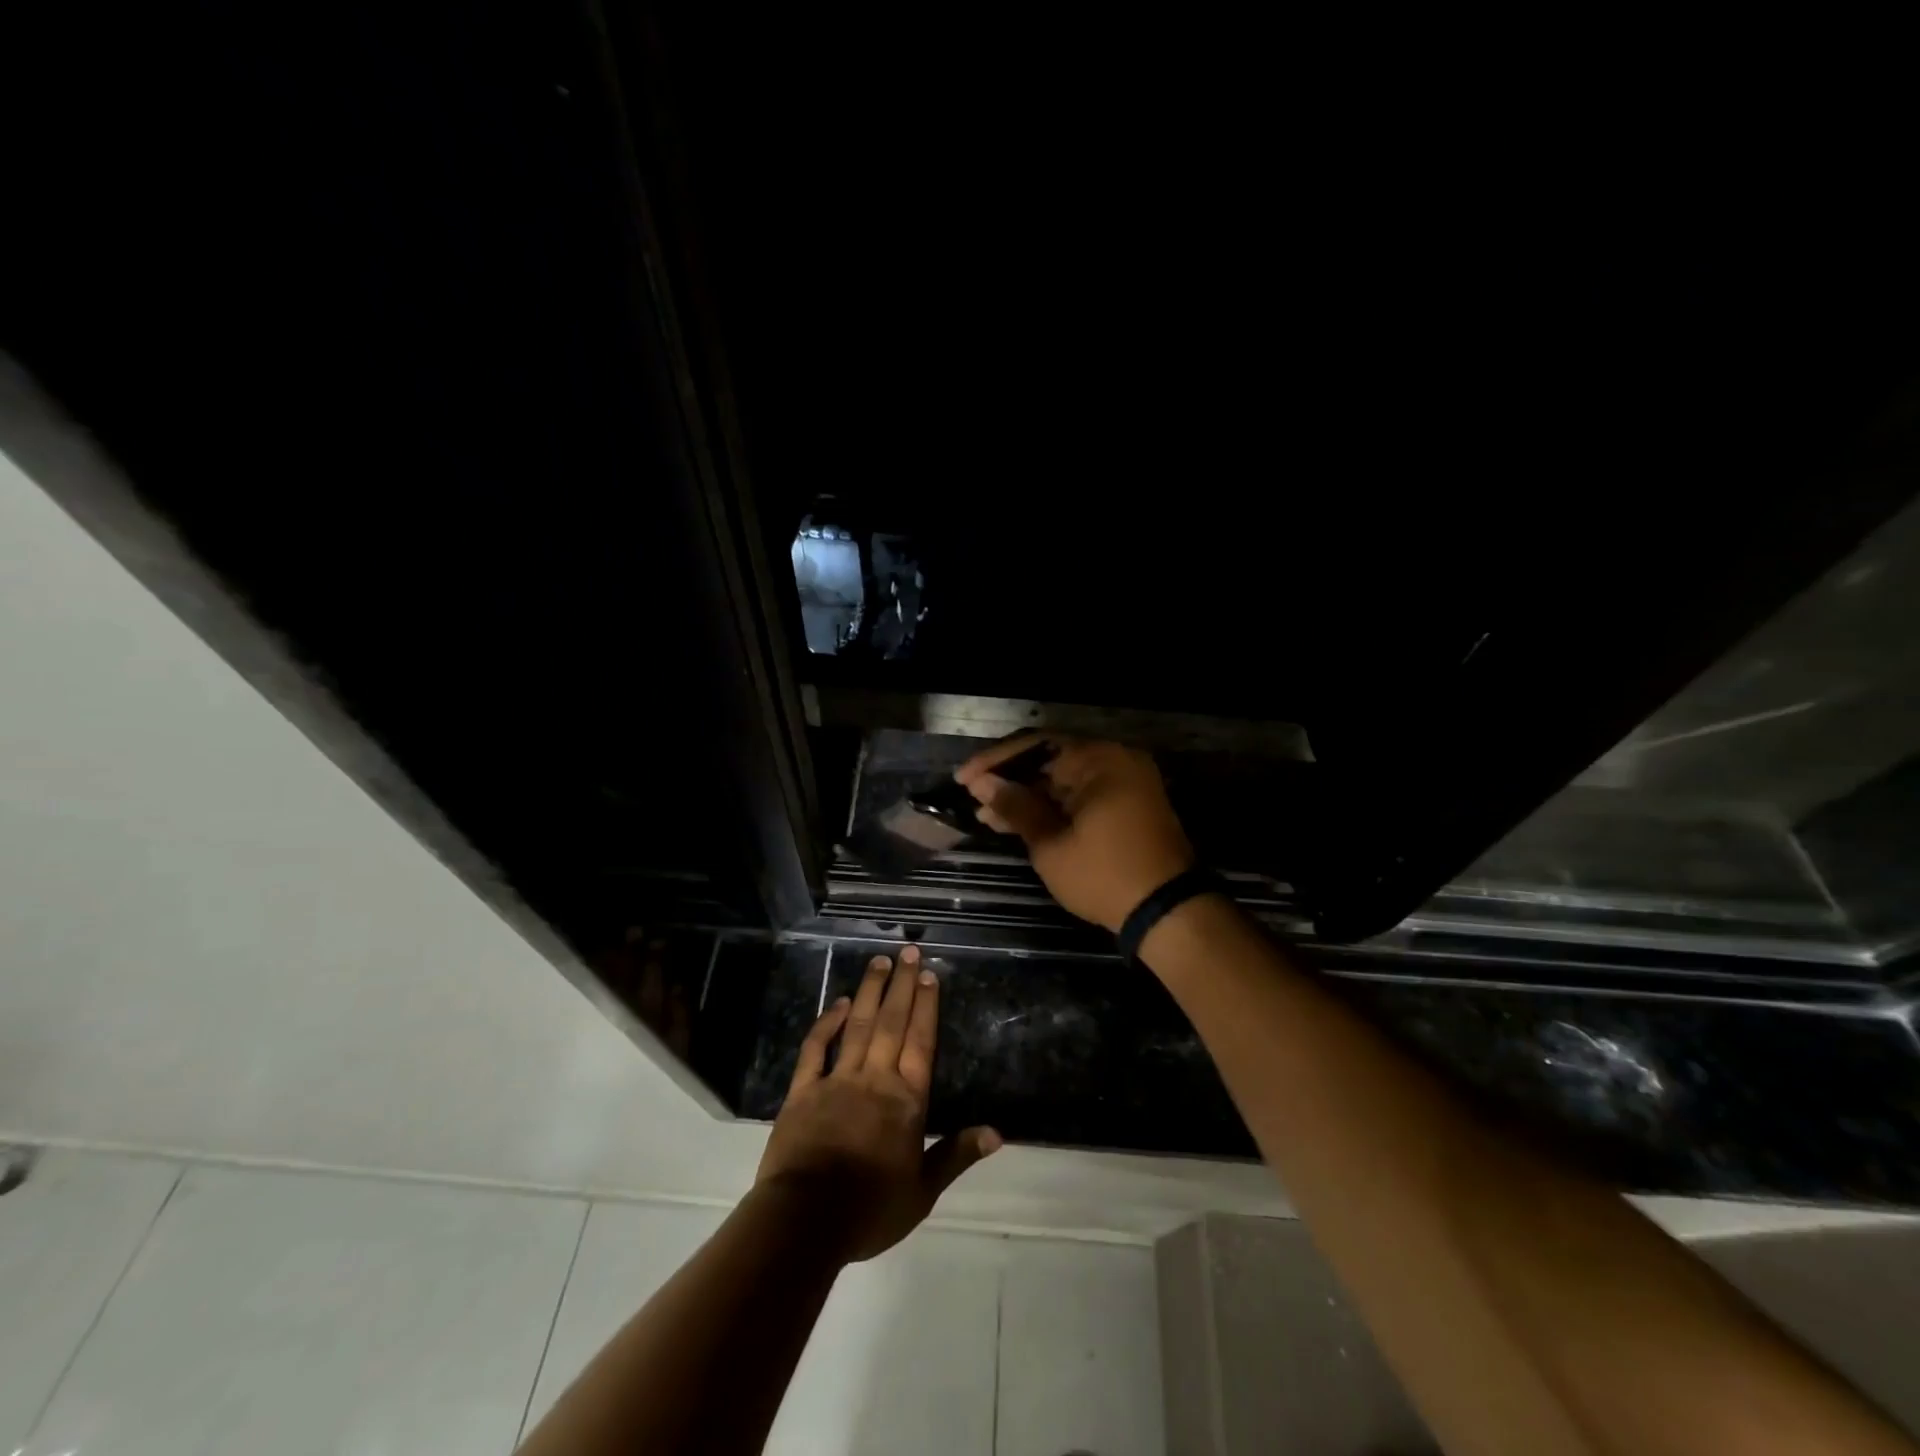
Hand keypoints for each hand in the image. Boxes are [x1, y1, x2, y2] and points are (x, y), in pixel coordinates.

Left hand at [756, 945, 1000, 1262]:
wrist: (806, 1221)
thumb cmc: (870, 1209)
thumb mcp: (923, 1191)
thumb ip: (957, 1155)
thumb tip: (998, 1133)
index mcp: (906, 1100)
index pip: (920, 1042)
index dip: (925, 1006)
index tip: (928, 974)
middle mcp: (875, 1079)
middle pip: (892, 1023)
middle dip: (901, 985)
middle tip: (907, 950)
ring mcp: (837, 1080)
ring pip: (858, 1025)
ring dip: (869, 991)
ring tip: (878, 961)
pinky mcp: (803, 1090)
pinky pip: (816, 1049)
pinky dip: (827, 1023)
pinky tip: (838, 1003)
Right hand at [956, 735, 1195, 931]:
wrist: (1168, 912)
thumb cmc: (1104, 876)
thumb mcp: (1051, 844)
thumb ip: (1016, 807)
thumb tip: (983, 784)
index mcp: (1098, 759)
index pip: (1035, 745)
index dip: (995, 762)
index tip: (963, 780)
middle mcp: (1115, 760)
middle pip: (1050, 758)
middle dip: (1010, 780)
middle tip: (974, 798)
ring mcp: (1126, 782)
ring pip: (1064, 779)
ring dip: (1028, 796)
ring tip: (988, 816)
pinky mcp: (1129, 804)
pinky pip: (1083, 793)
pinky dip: (1054, 806)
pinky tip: (1020, 822)